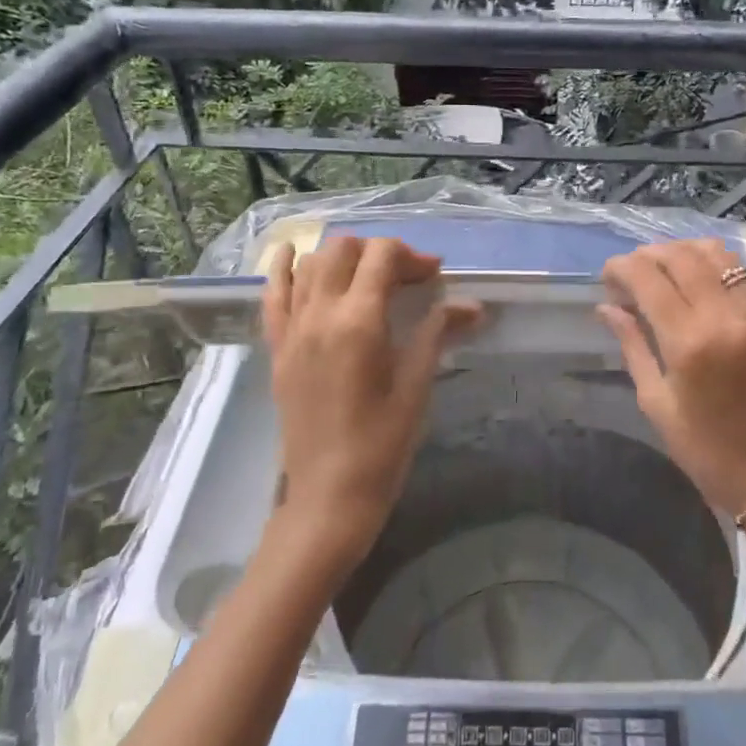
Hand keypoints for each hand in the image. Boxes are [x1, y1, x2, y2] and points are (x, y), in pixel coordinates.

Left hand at [262, 236, 481, 566]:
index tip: (435, 277)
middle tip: (407, 279)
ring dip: (343, 257)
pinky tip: (294, 253)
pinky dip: (285, 268)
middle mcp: (319, 315)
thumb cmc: (382, 446)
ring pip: (311, 264)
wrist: (328, 496)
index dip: (412, 256)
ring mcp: (292, 331)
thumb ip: (437, 334)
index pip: (381, 256)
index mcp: (358, 322)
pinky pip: (273, 294)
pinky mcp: (278, 349)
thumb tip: (472, 305)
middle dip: (379, 252)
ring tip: (368, 277)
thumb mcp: (417, 387)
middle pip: (343, 249)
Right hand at [598, 238, 745, 515]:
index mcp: (690, 343)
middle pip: (683, 257)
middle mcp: (730, 317)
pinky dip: (722, 271)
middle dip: (651, 255)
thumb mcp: (657, 404)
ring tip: (670, 271)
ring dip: (687, 254)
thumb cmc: (709, 453)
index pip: (648, 278)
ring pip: (721, 256)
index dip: (622, 268)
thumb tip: (607, 308)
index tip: (609, 277)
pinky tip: (709, 286)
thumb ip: (633, 346)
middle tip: (635, 272)